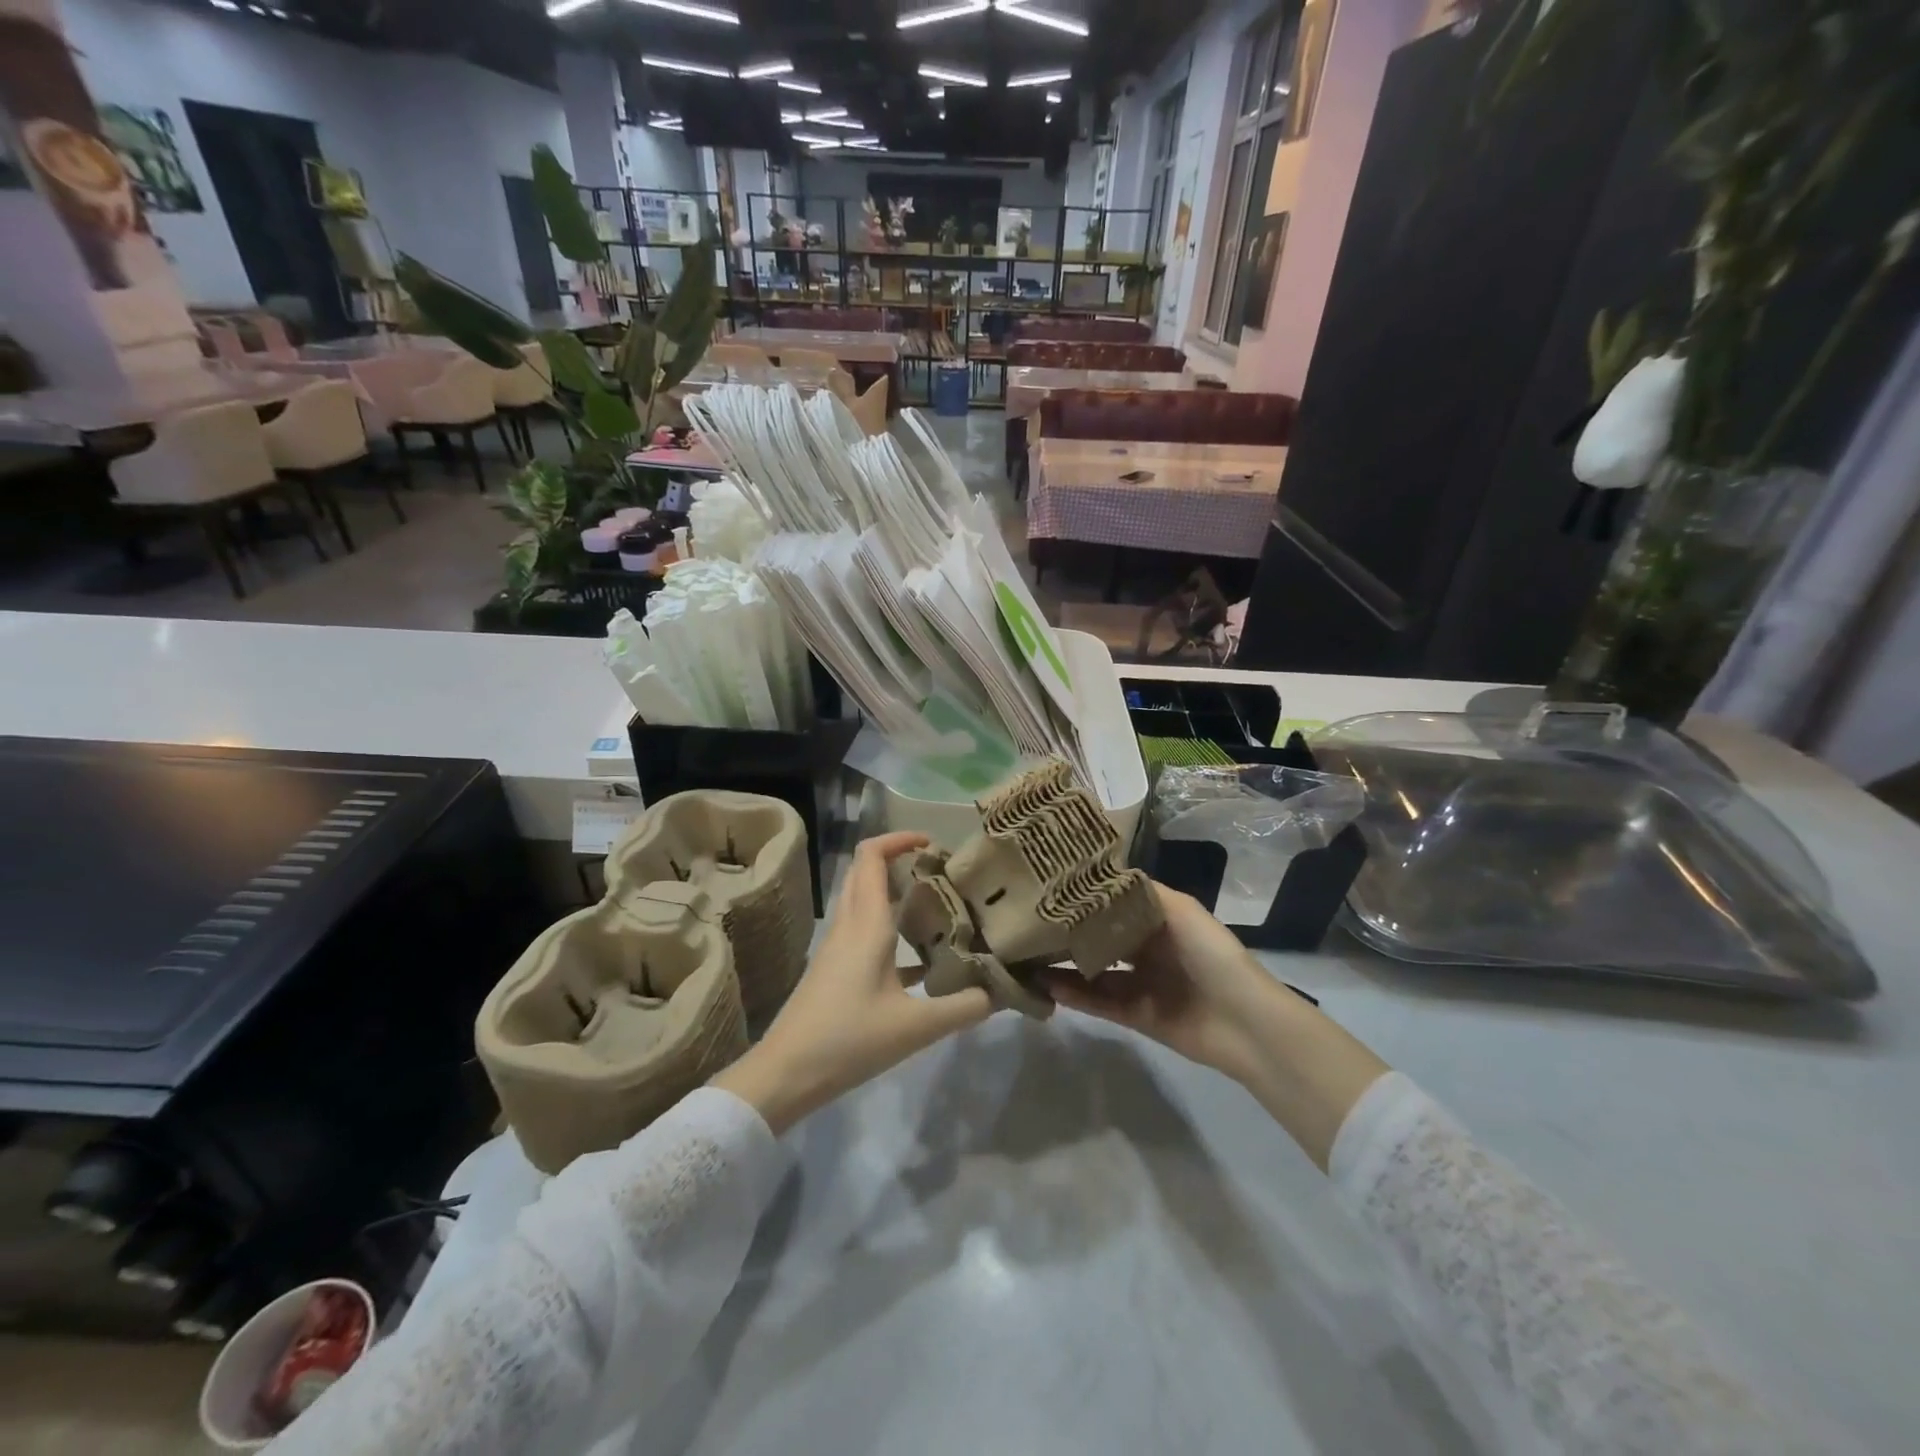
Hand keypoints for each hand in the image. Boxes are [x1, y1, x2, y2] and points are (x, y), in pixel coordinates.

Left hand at [712, 832, 995, 1133]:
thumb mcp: (915, 1028)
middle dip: (899, 859)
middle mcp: (850, 925)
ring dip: (893, 890)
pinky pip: (863, 929)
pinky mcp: (835, 969)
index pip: (872, 857)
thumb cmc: (848, 1040)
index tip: (934, 844)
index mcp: (867, 925)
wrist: (786, 1074)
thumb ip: (963, 1008)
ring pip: (864, 899)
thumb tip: (1000, 992)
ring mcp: (838, 947)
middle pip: (866, 870)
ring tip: (936, 904)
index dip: (900, 839)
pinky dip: (889, 926)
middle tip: (940, 871)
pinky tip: (921, 956)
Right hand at [1047, 883, 1389, 1170]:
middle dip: (1070, 930)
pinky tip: (1047, 985)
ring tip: (1028, 955)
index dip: (1086, 895)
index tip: (1050, 884)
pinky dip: (1075, 995)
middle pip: (1101, 936)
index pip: (1115, 903)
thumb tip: (1101, 873)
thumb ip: (1141, 893)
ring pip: (1094, 970)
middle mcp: (1147, 948)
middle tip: (1030, 921)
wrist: (1245, 1022)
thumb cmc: (1212, 955)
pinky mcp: (1135, 1016)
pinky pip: (1099, 1002)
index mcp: (1159, 920)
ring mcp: (1140, 983)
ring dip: (1065, 964)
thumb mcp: (1181, 910)